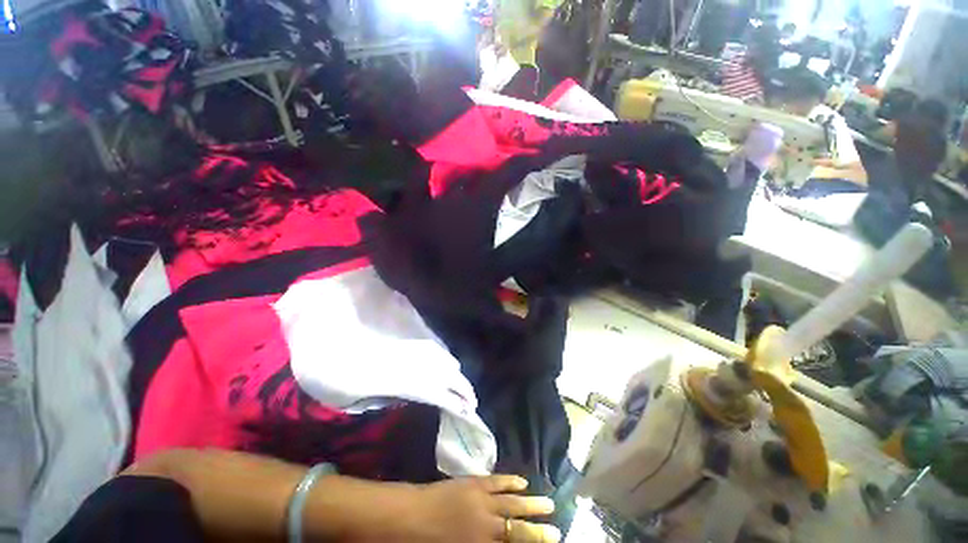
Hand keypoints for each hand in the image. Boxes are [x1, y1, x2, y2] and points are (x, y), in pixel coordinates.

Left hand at [401, 475, 561, 542]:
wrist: (409, 516)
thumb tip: (502, 541)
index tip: (549, 541)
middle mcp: (488, 524)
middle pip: (519, 527)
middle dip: (539, 529)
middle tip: (557, 528)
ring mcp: (482, 500)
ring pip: (512, 502)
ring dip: (531, 503)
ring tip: (549, 503)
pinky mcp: (474, 482)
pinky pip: (498, 481)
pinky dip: (511, 481)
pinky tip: (522, 482)